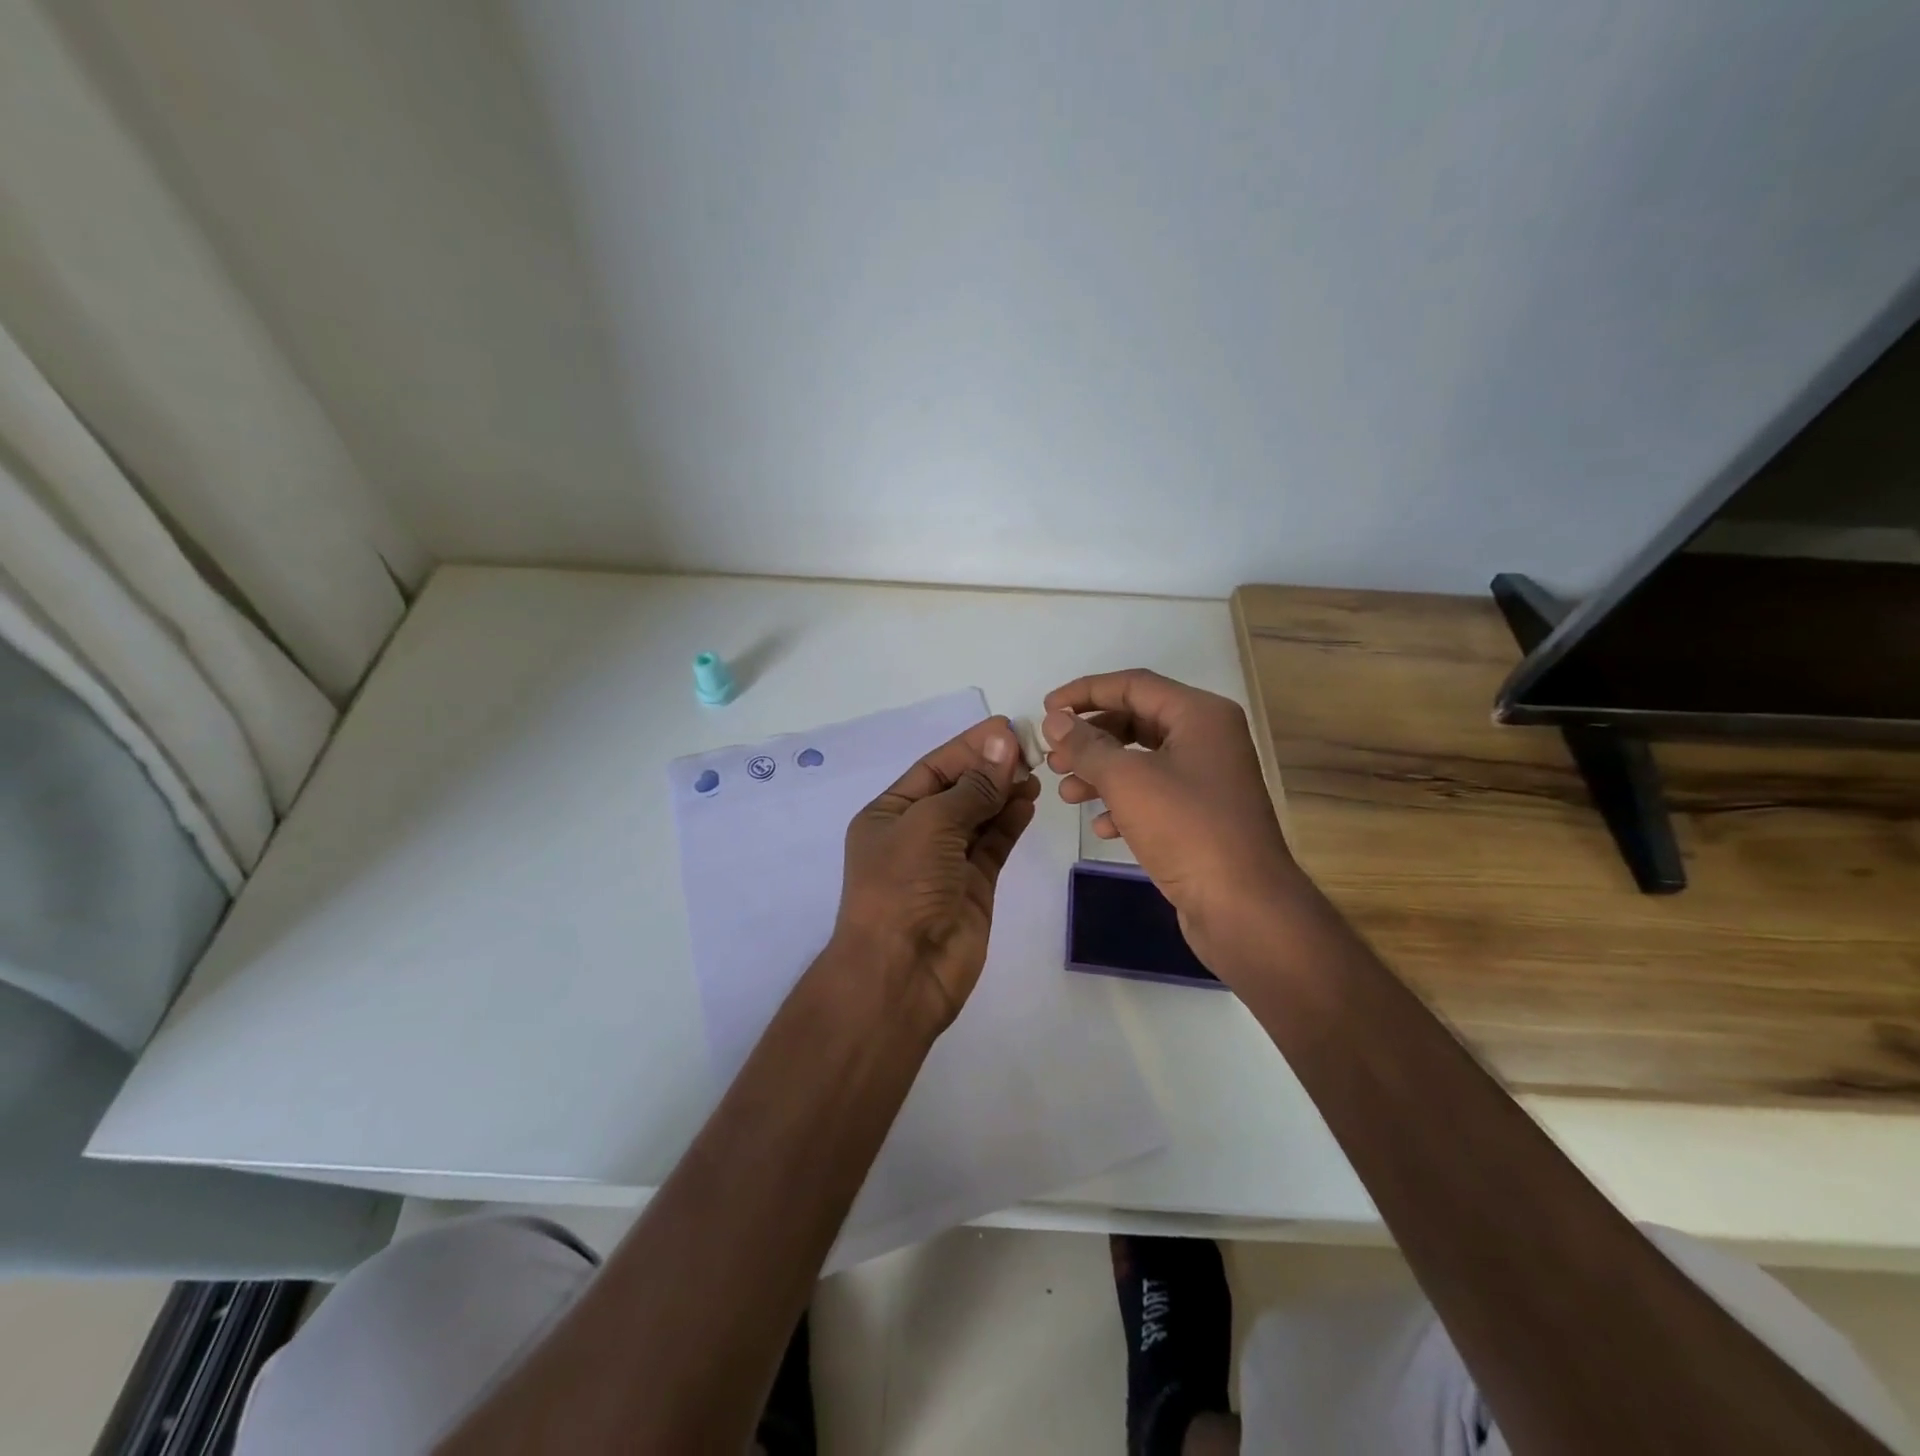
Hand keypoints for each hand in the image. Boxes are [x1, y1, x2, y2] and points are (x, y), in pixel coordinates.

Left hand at [832, 716, 1040, 1030]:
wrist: (903, 971)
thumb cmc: (904, 886)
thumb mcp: (931, 824)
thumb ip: (973, 786)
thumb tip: (1003, 743)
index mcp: (889, 813)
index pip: (934, 768)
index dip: (969, 747)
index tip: (1007, 728)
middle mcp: (916, 834)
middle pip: (959, 789)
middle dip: (991, 768)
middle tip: (1032, 749)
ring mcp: (946, 862)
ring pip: (980, 816)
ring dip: (1005, 792)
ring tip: (1036, 771)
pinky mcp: (973, 886)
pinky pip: (994, 845)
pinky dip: (1010, 823)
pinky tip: (1029, 801)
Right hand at [1042, 670, 1294, 963]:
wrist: (1243, 906)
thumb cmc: (1186, 828)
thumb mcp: (1127, 780)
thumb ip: (1086, 745)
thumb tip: (1054, 719)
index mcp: (1199, 715)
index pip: (1132, 685)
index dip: (1084, 692)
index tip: (1045, 708)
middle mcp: (1207, 738)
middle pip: (1136, 721)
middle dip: (1090, 737)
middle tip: (1053, 757)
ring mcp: (1206, 779)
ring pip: (1141, 761)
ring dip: (1101, 772)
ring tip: (1067, 792)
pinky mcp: (1201, 815)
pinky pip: (1154, 795)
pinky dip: (1123, 803)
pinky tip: (1101, 826)